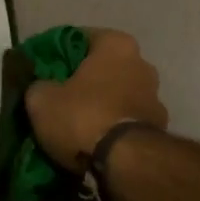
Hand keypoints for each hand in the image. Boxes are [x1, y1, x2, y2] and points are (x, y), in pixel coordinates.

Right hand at [25, 28, 167, 171]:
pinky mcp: (160, 125)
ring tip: (78, 124)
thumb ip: (39, 85)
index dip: (58, 53)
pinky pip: (128, 118)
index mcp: (116, 43)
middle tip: (59, 97)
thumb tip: (41, 87)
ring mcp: (155, 94)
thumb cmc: (84, 116)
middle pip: (103, 66)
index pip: (81, 38)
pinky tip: (97, 140)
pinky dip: (114, 125)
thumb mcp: (42, 100)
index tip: (43, 70)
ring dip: (102, 104)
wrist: (126, 162)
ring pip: (118, 93)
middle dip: (84, 80)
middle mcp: (141, 61)